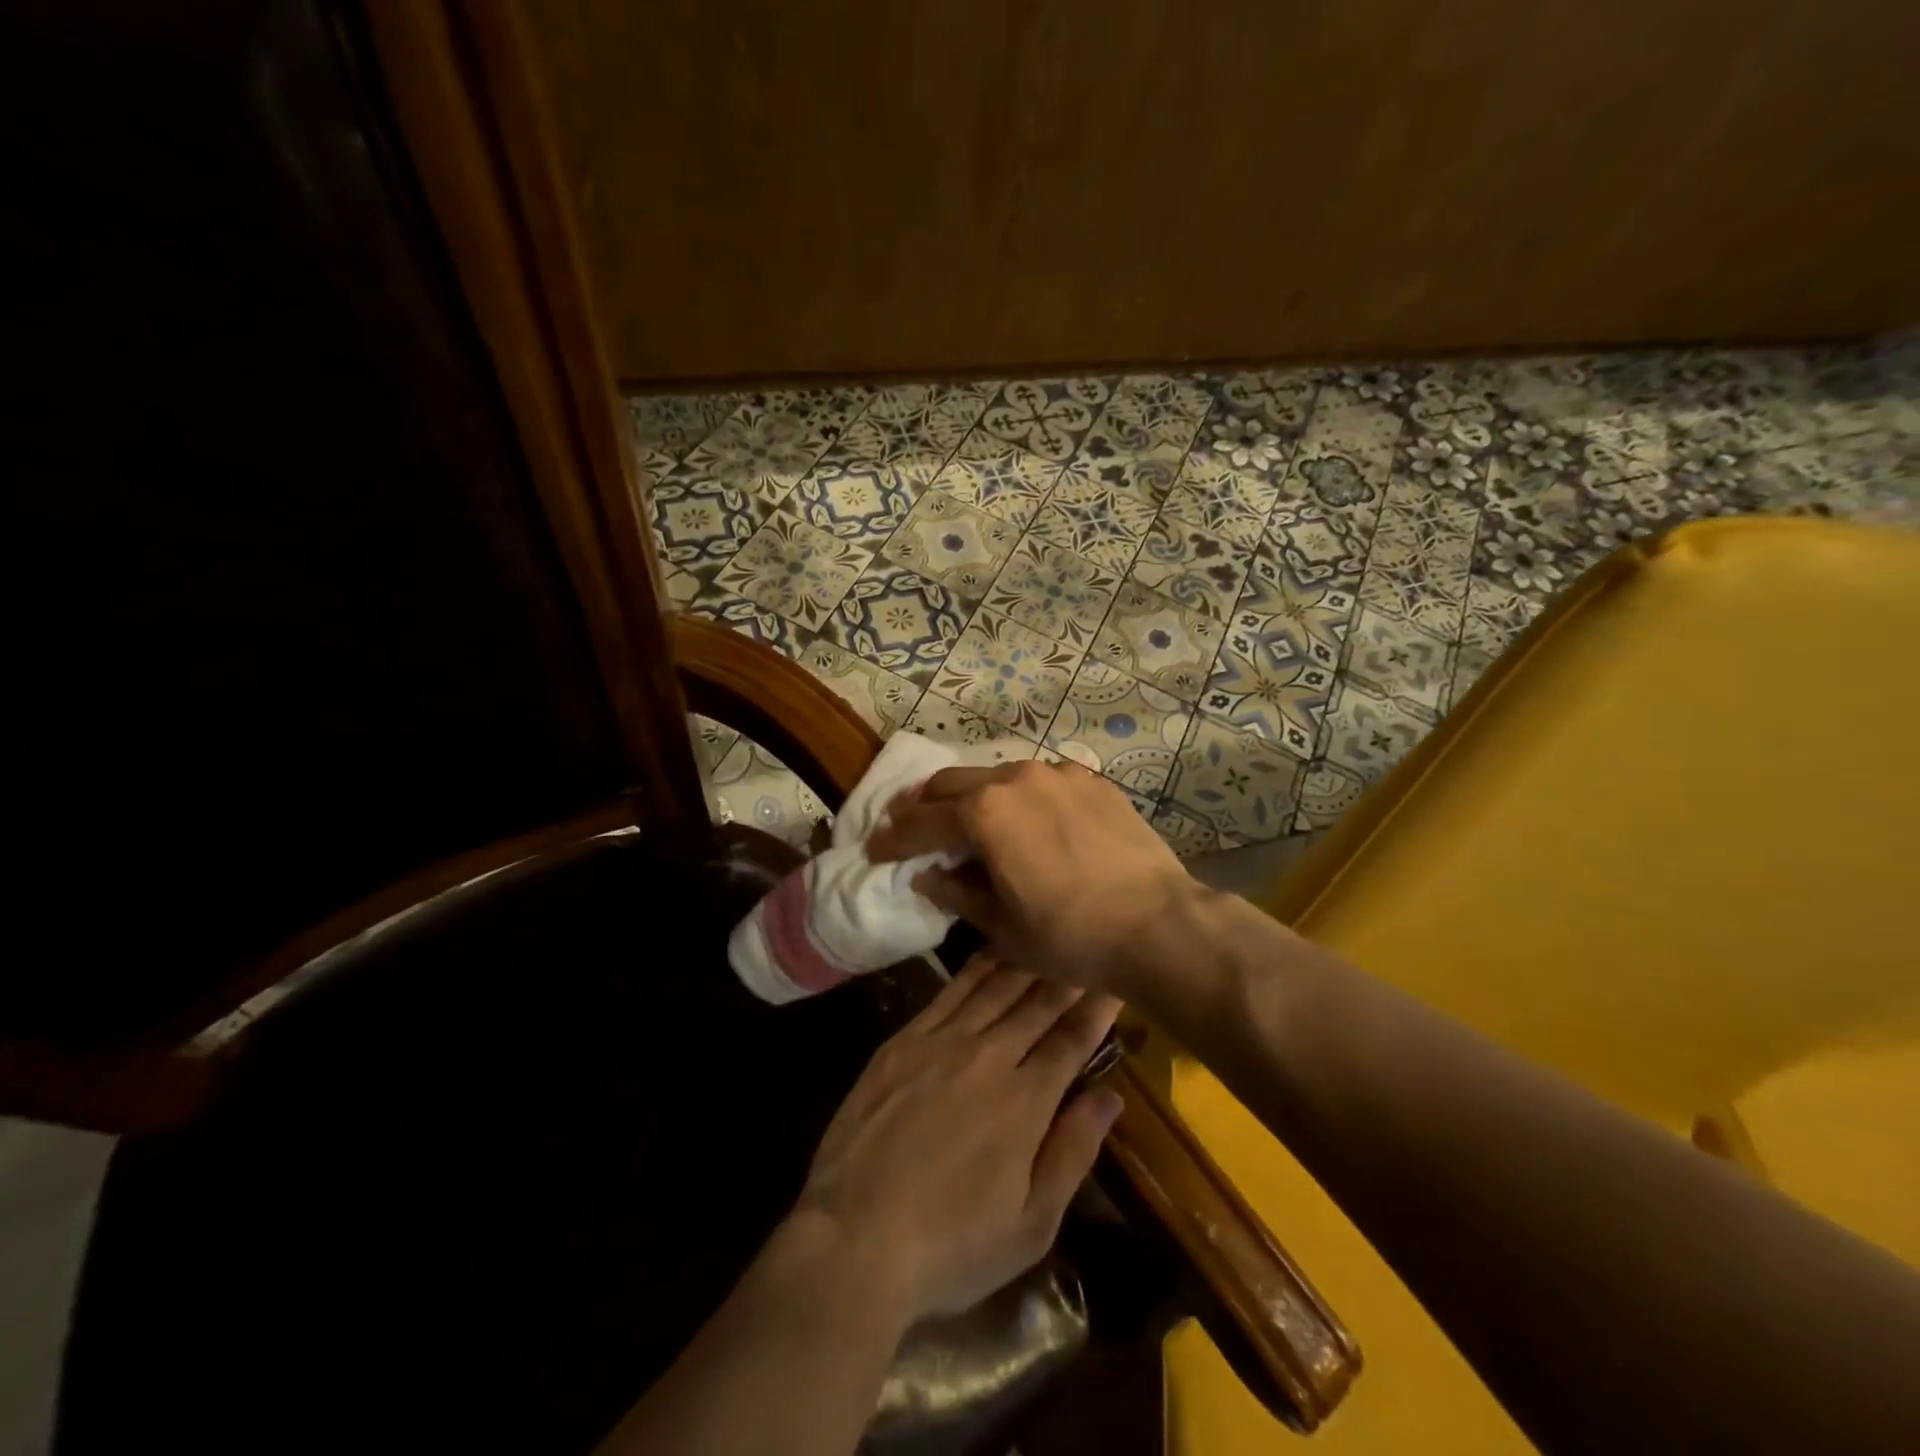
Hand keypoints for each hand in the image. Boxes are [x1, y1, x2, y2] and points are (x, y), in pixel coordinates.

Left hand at [792, 953, 1121, 1322]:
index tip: (1115, 982)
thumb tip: (1110, 1097)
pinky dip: (977, 968)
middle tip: (1086, 946)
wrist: (854, 1238)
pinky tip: (992, 951)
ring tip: (1048, 936)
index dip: (1096, 1010)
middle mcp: (988, 1058)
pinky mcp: (904, 1041)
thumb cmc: (951, 1246)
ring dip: (1027, 961)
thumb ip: (1073, 1153)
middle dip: (1067, 975)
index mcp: (1025, 1103)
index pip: (1071, 1042)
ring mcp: (941, 1043)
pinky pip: (949, 992)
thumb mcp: (1031, 1225)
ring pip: (995, 988)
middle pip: (1037, 1005)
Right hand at [867, 760, 1197, 994]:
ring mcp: (1058, 774)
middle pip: (953, 783)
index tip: (874, 847)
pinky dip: (1019, 798)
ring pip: (997, 776)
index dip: (893, 837)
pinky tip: (1025, 819)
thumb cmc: (1071, 935)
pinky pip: (1041, 782)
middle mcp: (1015, 779)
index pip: (923, 822)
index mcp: (985, 813)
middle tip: (906, 823)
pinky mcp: (1092, 781)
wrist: (1159, 924)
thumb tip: (927, 876)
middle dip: (924, 804)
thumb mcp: (1002, 926)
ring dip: (972, 797)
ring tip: (964, 820)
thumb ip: (957, 893)